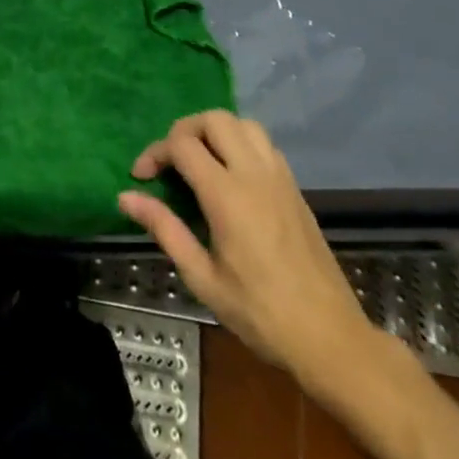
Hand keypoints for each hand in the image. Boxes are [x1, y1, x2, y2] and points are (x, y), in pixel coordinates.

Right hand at [118, 111, 376, 387]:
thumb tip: (126, 197)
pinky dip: (240, 144)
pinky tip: (230, 176)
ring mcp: (280, 178)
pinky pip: (264, 144)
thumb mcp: (203, 278)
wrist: (331, 339)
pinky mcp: (295, 189)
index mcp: (228, 196)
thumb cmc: (261, 314)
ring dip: (215, 132)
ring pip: (244, 124)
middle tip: (170, 162)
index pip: (182, 145)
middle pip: (214, 119)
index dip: (155, 153)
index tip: (141, 178)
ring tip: (199, 162)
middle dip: (184, 130)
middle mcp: (255, 175)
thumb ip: (165, 229)